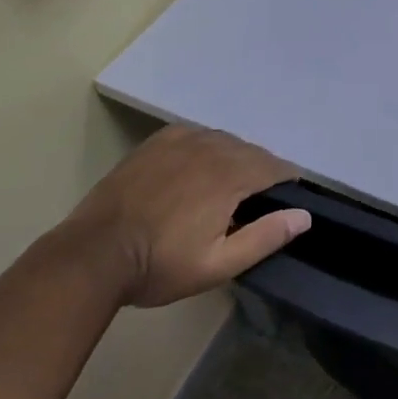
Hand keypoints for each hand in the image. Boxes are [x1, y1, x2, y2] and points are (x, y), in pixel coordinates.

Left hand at [66, 124, 308, 307]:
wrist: (93, 254)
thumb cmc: (160, 265)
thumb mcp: (218, 264)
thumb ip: (265, 237)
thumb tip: (304, 215)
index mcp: (231, 175)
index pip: (276, 167)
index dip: (288, 182)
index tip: (287, 200)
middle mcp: (212, 147)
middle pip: (252, 151)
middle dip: (261, 172)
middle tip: (255, 203)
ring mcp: (182, 139)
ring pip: (225, 141)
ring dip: (235, 158)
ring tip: (227, 187)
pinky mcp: (158, 141)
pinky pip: (197, 134)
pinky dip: (207, 147)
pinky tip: (198, 167)